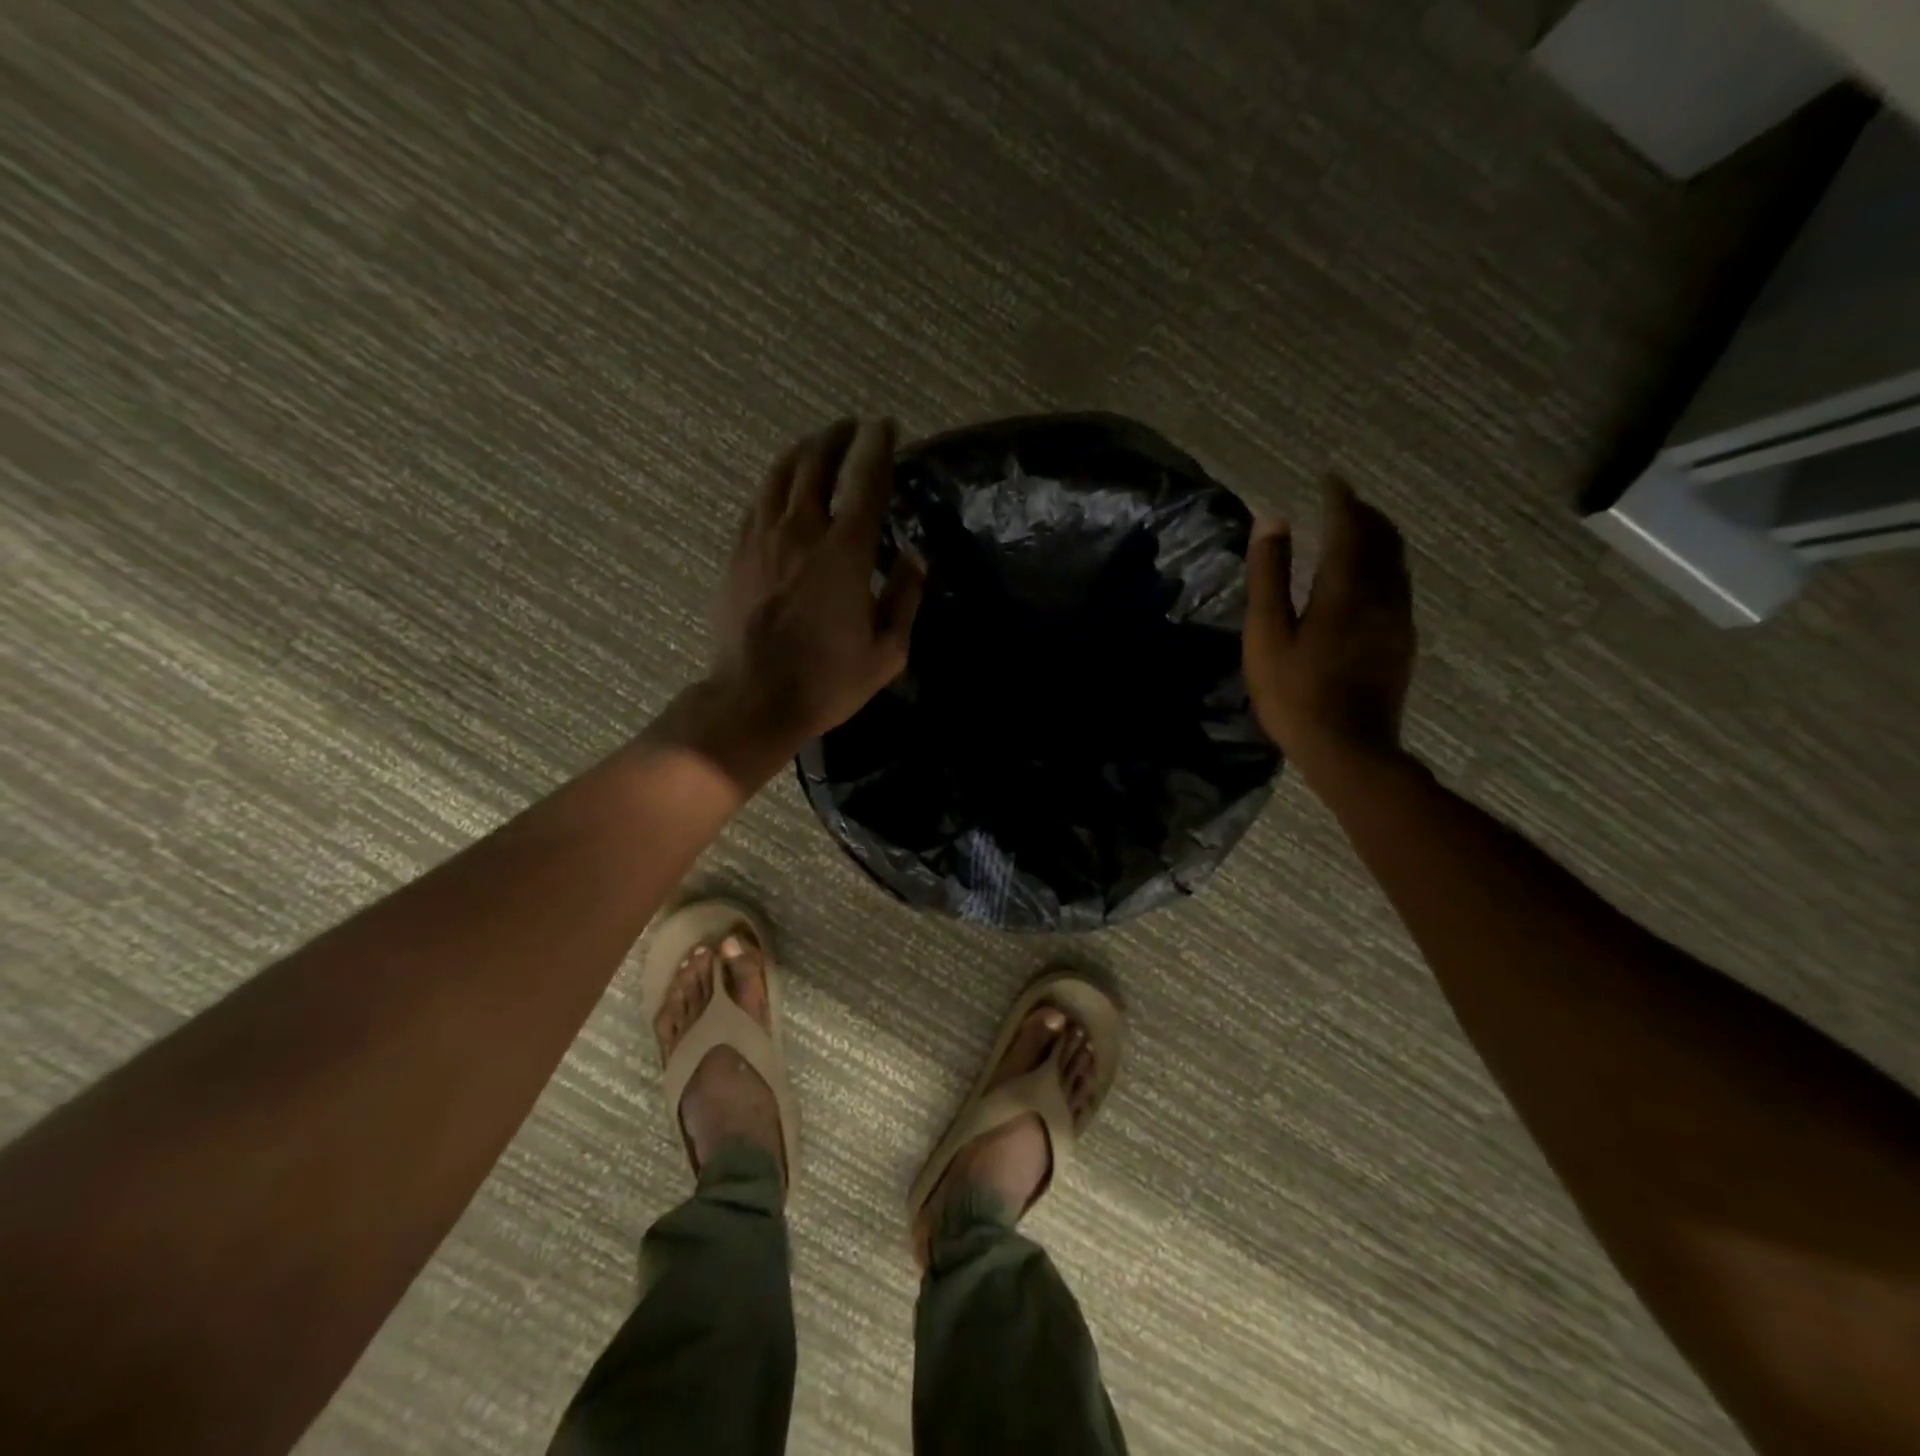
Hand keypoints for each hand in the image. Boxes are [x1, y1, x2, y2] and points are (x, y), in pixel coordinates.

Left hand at [705, 417, 924, 748]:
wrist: (753, 700)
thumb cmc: (826, 681)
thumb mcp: (887, 651)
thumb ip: (905, 598)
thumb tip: (916, 558)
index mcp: (844, 552)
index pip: (865, 480)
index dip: (879, 446)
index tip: (888, 427)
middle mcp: (801, 531)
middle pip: (816, 462)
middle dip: (837, 437)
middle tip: (853, 429)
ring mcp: (762, 538)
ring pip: (780, 474)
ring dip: (804, 452)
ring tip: (818, 445)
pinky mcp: (738, 552)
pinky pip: (758, 500)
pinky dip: (777, 483)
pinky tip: (784, 487)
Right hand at [1243, 478, 1415, 772]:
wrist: (1349, 749)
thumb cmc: (1296, 693)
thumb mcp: (1267, 635)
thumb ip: (1270, 576)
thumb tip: (1273, 519)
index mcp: (1346, 587)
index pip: (1350, 525)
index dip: (1340, 498)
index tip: (1329, 478)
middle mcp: (1382, 593)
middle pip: (1383, 538)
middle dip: (1363, 513)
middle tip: (1341, 501)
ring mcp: (1398, 618)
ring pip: (1395, 561)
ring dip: (1377, 538)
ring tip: (1353, 532)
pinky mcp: (1402, 641)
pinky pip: (1397, 585)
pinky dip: (1382, 565)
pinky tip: (1365, 579)